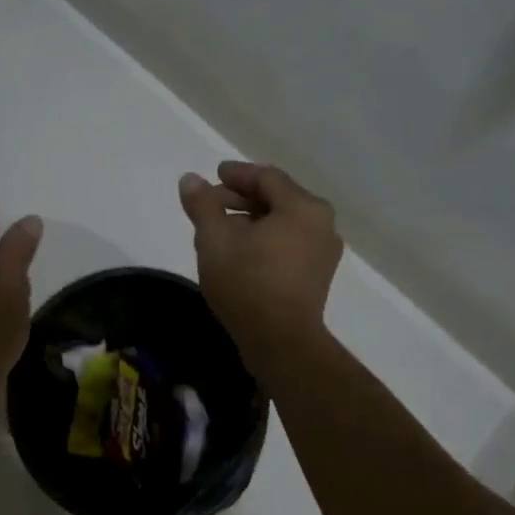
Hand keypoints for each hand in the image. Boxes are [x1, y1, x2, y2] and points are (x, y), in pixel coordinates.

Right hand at [179, 162, 341, 358]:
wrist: (280, 342)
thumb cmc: (247, 282)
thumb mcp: (214, 239)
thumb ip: (202, 204)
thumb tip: (190, 179)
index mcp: (302, 207)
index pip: (267, 178)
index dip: (237, 173)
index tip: (215, 174)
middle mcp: (321, 224)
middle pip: (277, 199)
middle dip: (241, 198)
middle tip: (211, 203)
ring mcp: (323, 252)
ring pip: (282, 223)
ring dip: (251, 220)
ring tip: (220, 229)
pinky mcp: (317, 276)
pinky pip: (289, 244)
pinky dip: (264, 239)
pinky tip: (240, 252)